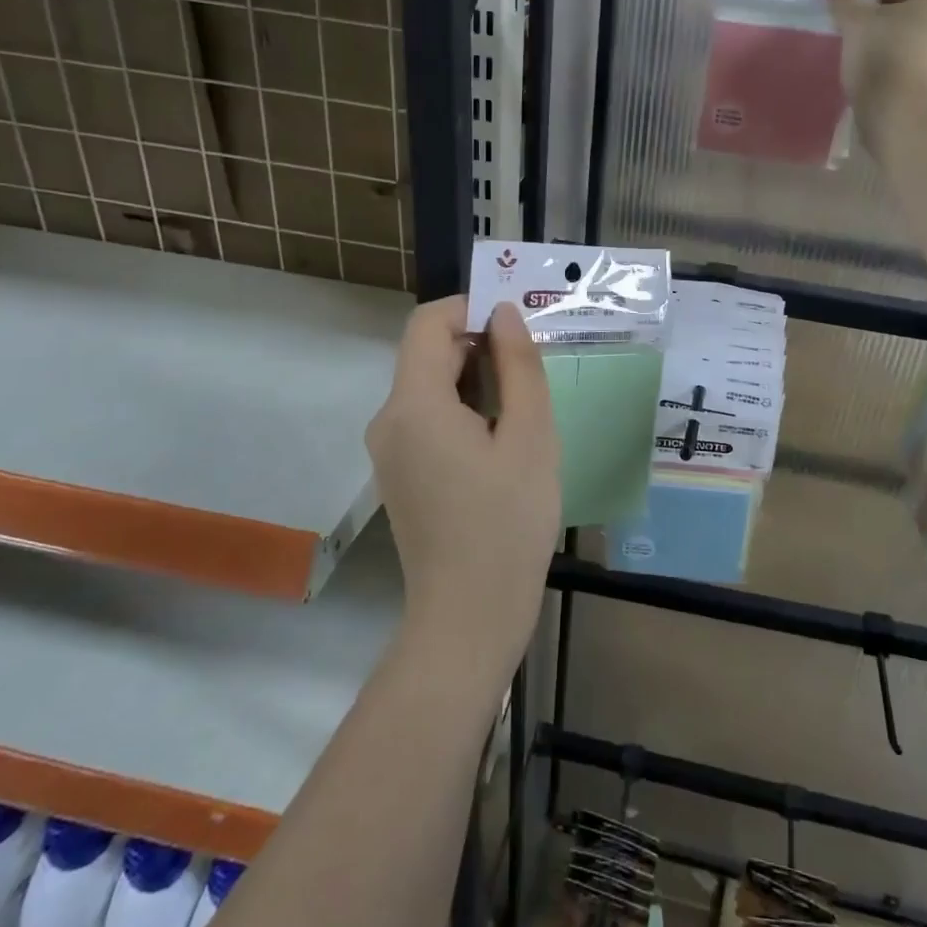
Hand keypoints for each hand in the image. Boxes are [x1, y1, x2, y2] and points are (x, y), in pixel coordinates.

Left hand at [366, 297, 559, 681]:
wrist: (469, 618)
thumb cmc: (507, 524)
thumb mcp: (530, 437)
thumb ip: (519, 366)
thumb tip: (503, 313)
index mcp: (413, 404)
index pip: (428, 322)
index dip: (471, 308)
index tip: (518, 327)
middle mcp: (388, 420)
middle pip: (430, 355)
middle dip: (482, 348)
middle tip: (537, 373)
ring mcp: (390, 451)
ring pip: (433, 389)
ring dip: (478, 383)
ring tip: (527, 414)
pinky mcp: (401, 475)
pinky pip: (430, 421)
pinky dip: (465, 414)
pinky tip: (504, 445)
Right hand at [828, 0, 926, 149]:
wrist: (914, 122)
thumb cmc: (890, 56)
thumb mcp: (857, 22)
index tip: (853, 18)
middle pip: (923, 16)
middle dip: (892, 27)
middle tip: (860, 44)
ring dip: (902, 55)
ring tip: (870, 73)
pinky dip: (912, 81)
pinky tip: (887, 94)